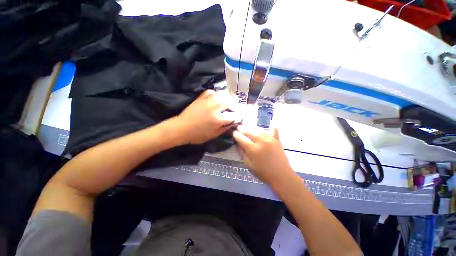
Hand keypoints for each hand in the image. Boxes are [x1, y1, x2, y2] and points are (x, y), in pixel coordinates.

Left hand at [176, 90, 236, 143]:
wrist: (181, 128)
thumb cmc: (198, 135)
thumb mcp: (213, 135)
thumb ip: (224, 129)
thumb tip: (233, 123)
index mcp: (218, 119)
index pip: (233, 115)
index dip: (237, 115)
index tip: (238, 115)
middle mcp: (215, 108)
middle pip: (229, 101)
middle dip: (234, 103)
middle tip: (234, 106)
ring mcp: (207, 101)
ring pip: (221, 94)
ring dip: (226, 97)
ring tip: (227, 100)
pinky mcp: (200, 98)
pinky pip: (210, 92)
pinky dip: (214, 93)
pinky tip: (215, 97)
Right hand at [233, 125, 294, 183]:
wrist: (281, 176)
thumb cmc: (263, 173)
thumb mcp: (249, 165)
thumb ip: (242, 153)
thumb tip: (237, 144)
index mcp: (253, 149)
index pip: (241, 138)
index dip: (236, 135)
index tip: (233, 133)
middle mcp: (261, 141)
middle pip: (249, 132)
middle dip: (242, 129)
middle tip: (238, 128)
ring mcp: (270, 139)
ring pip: (258, 129)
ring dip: (251, 128)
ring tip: (247, 128)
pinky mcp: (277, 140)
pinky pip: (272, 130)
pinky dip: (269, 128)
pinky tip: (269, 125)